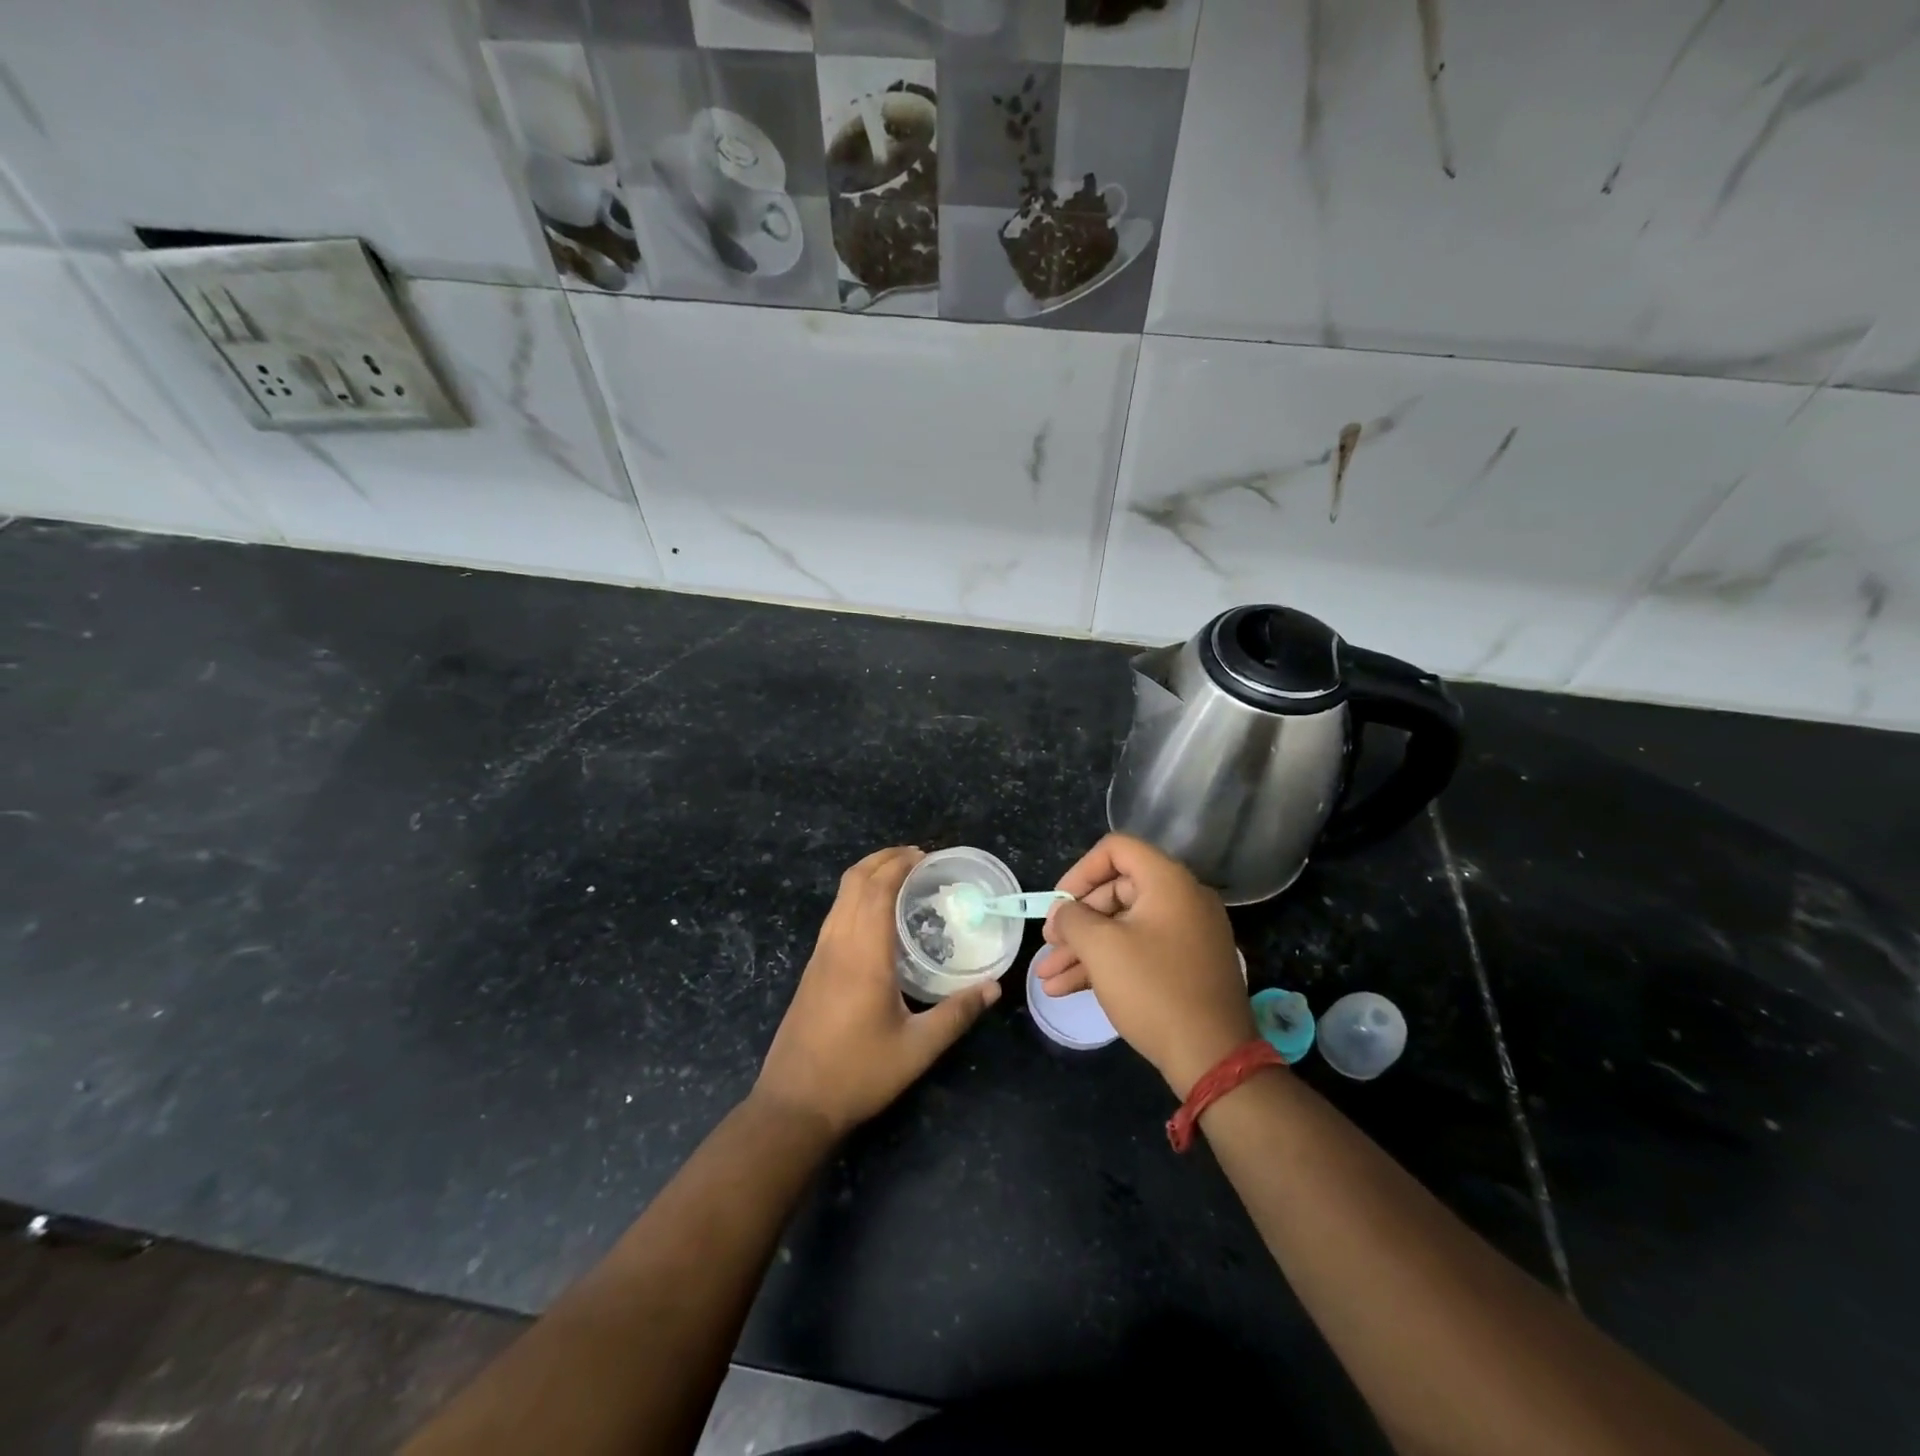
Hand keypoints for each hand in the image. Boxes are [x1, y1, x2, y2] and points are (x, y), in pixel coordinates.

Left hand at [756, 846, 1000, 1137]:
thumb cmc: (858, 1073)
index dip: (899, 864)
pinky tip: (876, 918)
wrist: (794, 1103)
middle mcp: (838, 944)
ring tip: (899, 878)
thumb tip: (993, 987)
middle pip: (854, 882)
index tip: (925, 855)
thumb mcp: (917, 1049)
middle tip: (916, 858)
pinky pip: (835, 915)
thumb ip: (957, 1014)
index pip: (877, 889)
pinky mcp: (812, 969)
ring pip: (840, 897)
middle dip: (883, 859)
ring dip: (867, 875)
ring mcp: (820, 955)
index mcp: (863, 955)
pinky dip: (856, 897)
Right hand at [1037, 833, 1255, 1097]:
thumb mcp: (1101, 948)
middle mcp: (1181, 899)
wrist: (1212, 1057)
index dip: (1080, 871)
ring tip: (1046, 977)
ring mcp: (1186, 934)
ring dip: (1083, 948)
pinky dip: (1106, 964)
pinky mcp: (1185, 966)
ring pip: (1123, 927)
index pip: (1116, 850)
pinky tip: (1068, 988)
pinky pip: (1139, 950)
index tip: (1058, 904)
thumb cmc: (1153, 989)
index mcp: (1168, 882)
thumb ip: (1073, 918)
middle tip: (1049, 944)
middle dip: (1076, 920)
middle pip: (1116, 890)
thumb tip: (1064, 912)